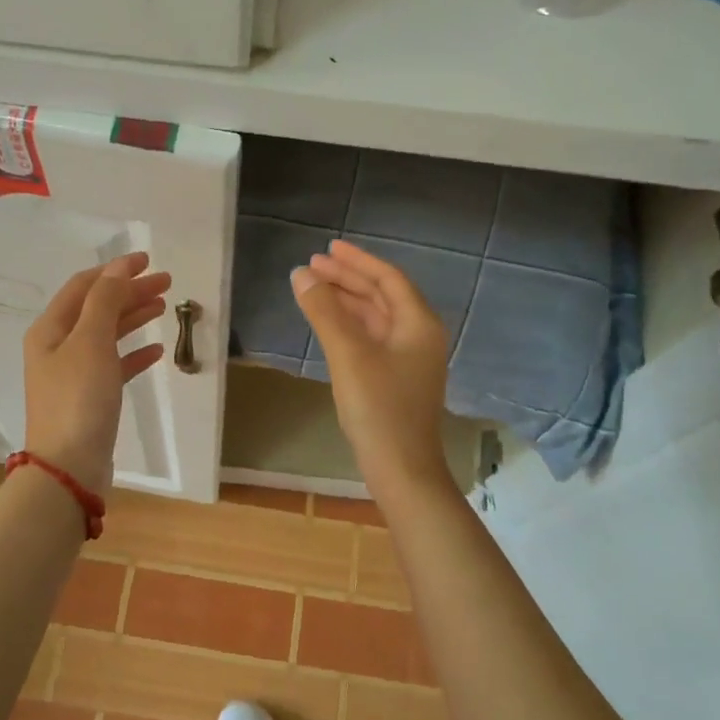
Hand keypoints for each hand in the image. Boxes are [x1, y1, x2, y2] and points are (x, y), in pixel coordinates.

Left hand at [23, 253, 170, 494]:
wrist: (69, 468)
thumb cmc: (78, 399)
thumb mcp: (91, 342)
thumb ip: (105, 301)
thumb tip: (118, 268)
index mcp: (50, 329)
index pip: (84, 286)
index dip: (115, 270)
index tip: (148, 260)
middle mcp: (57, 347)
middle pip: (97, 308)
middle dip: (130, 292)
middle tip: (167, 283)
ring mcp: (73, 374)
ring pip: (107, 334)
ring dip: (134, 317)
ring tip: (163, 307)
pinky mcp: (90, 398)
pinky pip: (114, 365)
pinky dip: (134, 353)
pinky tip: (156, 351)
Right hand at [291, 240, 450, 487]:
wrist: (401, 470)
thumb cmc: (379, 408)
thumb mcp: (348, 354)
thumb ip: (325, 311)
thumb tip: (301, 274)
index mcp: (418, 323)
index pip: (388, 278)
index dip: (357, 261)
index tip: (328, 248)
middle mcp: (418, 335)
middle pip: (382, 295)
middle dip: (348, 278)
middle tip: (312, 265)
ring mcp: (408, 358)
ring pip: (375, 317)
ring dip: (346, 300)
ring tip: (313, 287)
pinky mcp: (395, 378)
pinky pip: (371, 337)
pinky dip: (349, 324)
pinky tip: (327, 322)